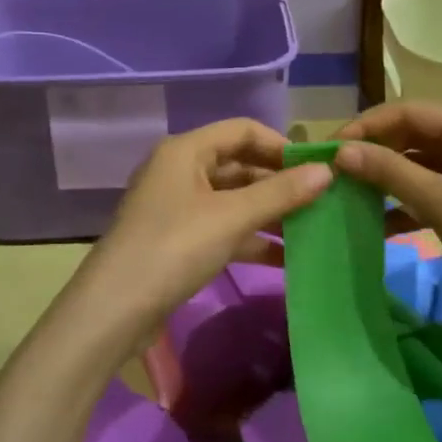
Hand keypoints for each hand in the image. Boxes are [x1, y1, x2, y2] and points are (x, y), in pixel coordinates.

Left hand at [62, 119, 330, 359]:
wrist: (114, 311)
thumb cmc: (174, 248)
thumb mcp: (232, 217)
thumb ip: (281, 193)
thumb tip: (327, 171)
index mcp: (186, 151)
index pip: (243, 130)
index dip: (281, 145)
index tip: (317, 168)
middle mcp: (180, 171)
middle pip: (239, 164)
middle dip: (279, 182)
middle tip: (320, 200)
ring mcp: (178, 207)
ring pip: (233, 199)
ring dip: (269, 212)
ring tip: (311, 229)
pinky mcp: (179, 240)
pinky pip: (223, 227)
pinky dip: (251, 237)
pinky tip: (285, 257)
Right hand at [334, 101, 441, 323]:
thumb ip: (391, 173)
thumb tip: (342, 151)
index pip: (412, 112)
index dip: (369, 125)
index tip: (333, 146)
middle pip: (416, 137)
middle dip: (377, 153)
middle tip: (337, 173)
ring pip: (422, 168)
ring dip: (389, 180)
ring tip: (350, 196)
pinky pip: (433, 195)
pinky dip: (407, 205)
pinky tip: (379, 224)